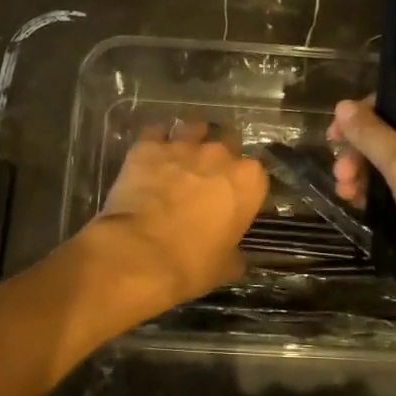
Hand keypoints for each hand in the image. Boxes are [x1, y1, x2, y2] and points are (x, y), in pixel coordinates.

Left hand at [84, 122, 267, 321]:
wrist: (139, 254)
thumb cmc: (191, 264)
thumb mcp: (225, 266)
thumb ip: (235, 252)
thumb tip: (236, 255)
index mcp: (248, 182)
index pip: (256, 174)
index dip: (244, 185)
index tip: (234, 197)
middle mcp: (220, 155)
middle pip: (228, 141)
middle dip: (221, 155)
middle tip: (208, 175)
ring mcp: (183, 146)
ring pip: (194, 128)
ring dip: (192, 139)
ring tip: (182, 155)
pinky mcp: (148, 145)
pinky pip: (156, 132)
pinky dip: (157, 139)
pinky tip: (153, 151)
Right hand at [329, 96, 395, 299]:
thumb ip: (372, 135)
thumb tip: (342, 105)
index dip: (360, 118)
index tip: (333, 142)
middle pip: (394, 132)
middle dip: (362, 153)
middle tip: (340, 178)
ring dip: (370, 175)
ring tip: (348, 197)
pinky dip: (388, 193)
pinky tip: (366, 207)